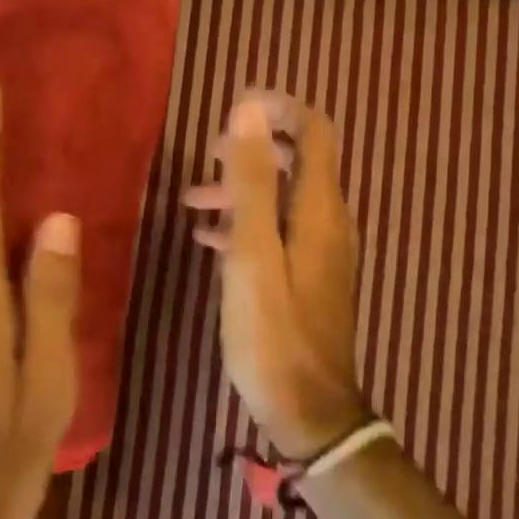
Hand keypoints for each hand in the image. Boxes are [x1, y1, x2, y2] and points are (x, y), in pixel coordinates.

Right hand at [184, 91, 368, 459]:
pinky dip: (246, 224)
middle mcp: (327, 222)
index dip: (281, 109)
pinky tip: (208, 240)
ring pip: (281, 199)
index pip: (316, 131)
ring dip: (241, 190)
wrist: (309, 411)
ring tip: (192, 201)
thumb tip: (251, 108)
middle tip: (207, 159)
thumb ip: (251, 181)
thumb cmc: (274, 333)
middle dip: (252, 150)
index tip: (236, 107)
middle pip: (296, 162)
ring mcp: (320, 252)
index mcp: (318, 209)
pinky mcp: (307, 278)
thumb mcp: (253, 253)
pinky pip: (277, 233)